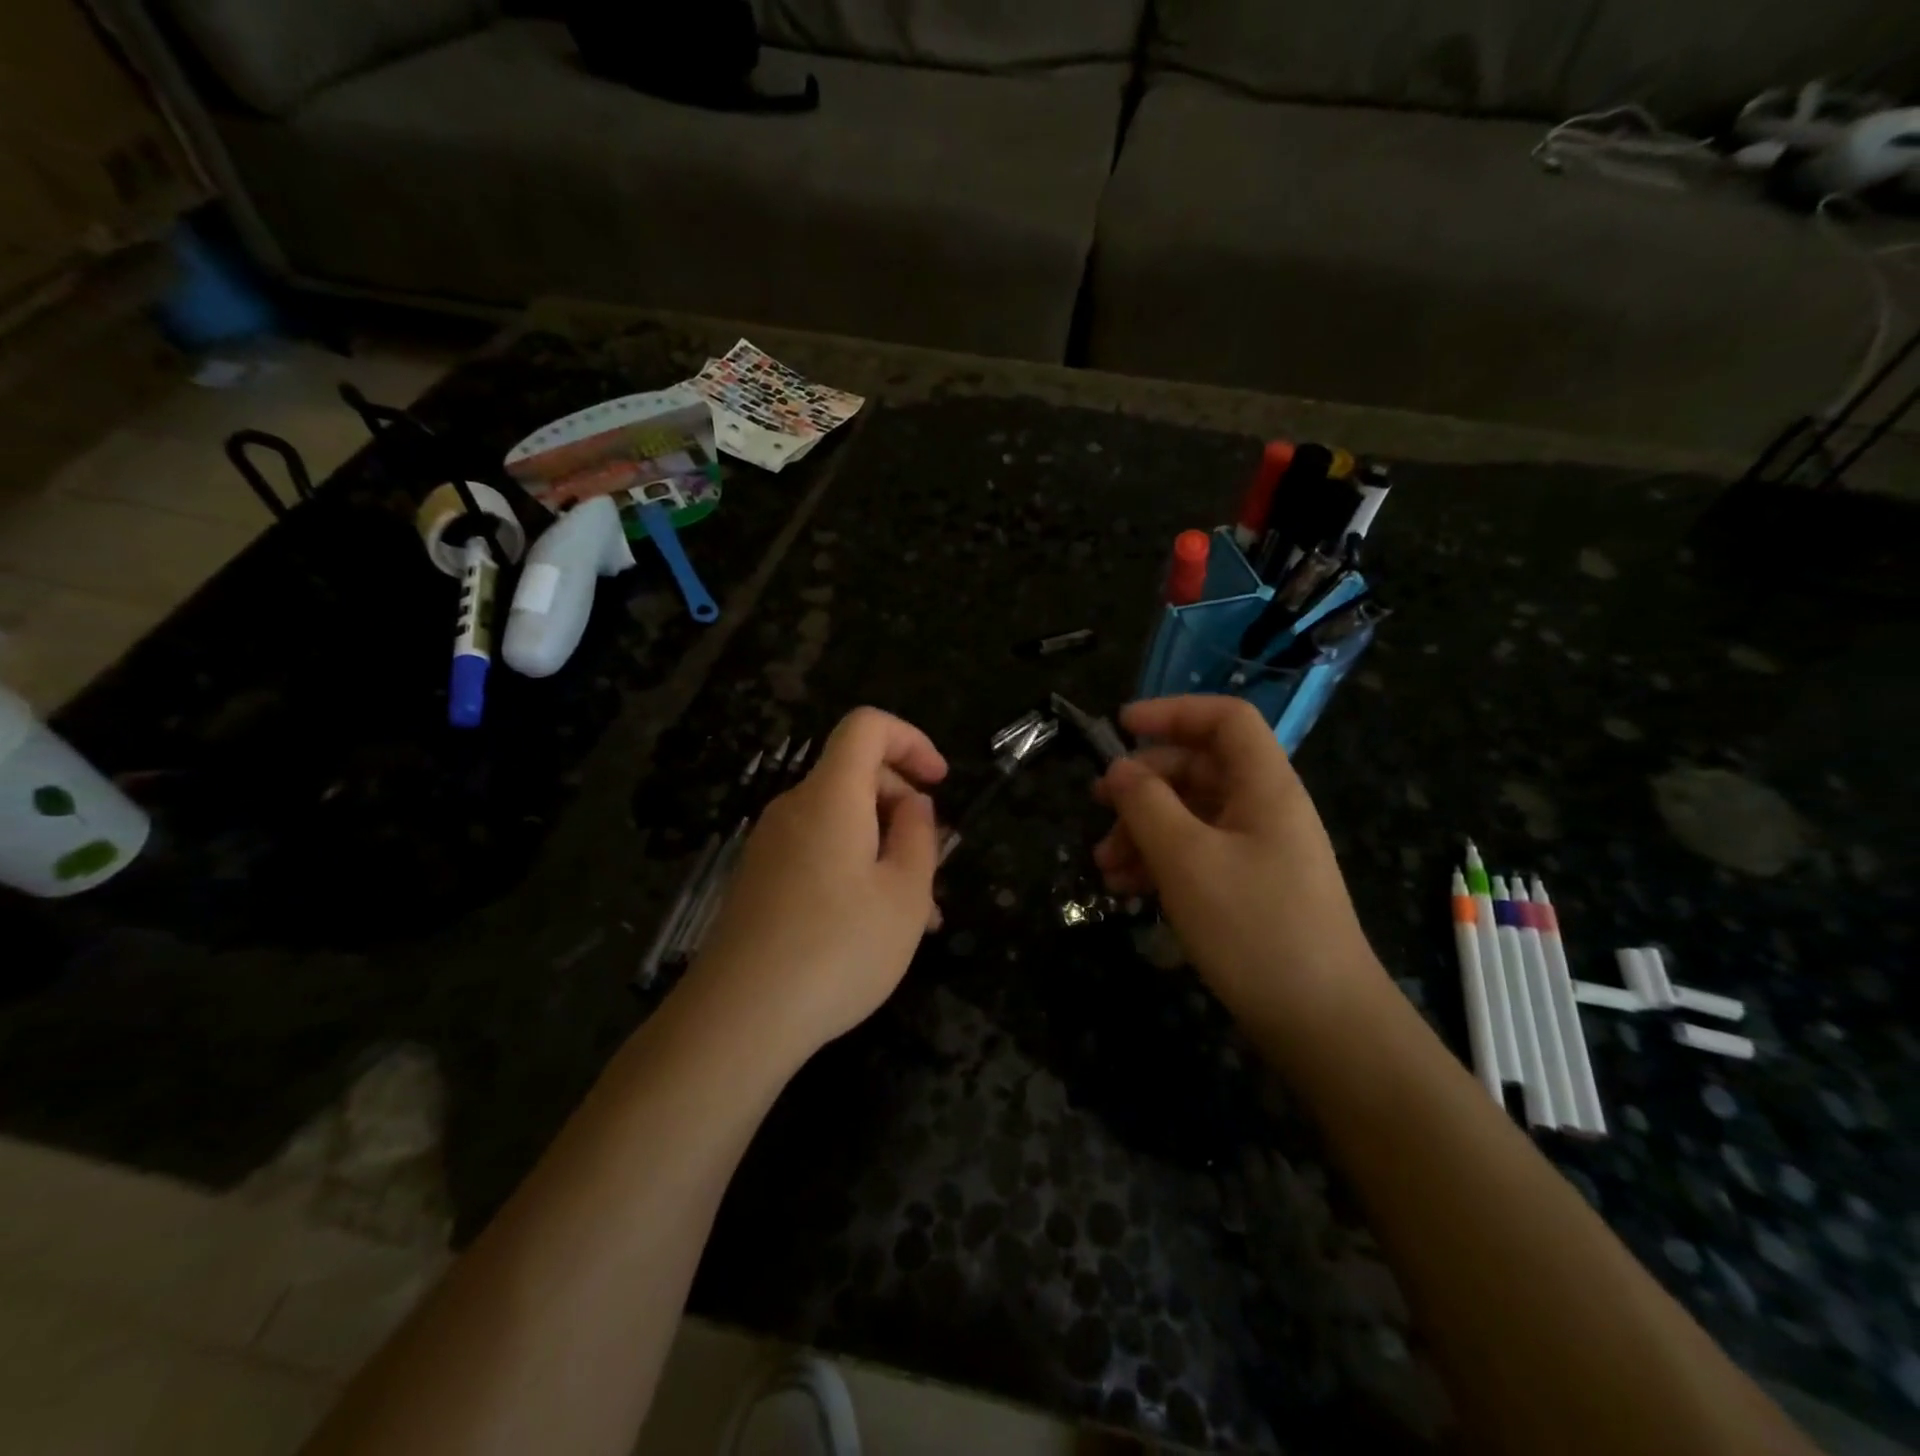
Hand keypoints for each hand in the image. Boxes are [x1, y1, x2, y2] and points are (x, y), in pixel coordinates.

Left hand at [690, 707, 947, 1062]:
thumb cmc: (837, 949)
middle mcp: (794, 809)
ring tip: (917, 915)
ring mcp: (770, 846)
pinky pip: (817, 852)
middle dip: (904, 809)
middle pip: (855, 776)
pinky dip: (854, 869)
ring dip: (884, 850)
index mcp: (831, 796)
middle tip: (935, 867)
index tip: (939, 783)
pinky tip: (872, 927)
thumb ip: (919, 836)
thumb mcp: (904, 895)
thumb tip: (913, 804)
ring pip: (841, 823)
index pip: (867, 727)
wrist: (738, 1019)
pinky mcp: (758, 881)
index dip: (911, 740)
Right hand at [1093, 696, 1385, 1044]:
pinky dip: (1160, 862)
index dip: (1173, 712)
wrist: (1322, 1023)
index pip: (1225, 719)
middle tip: (1097, 806)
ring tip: (1104, 866)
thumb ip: (1146, 804)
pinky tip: (1125, 889)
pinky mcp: (1250, 887)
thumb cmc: (1255, 927)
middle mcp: (1264, 808)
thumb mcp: (1187, 860)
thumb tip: (1117, 769)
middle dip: (1143, 784)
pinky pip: (1198, 854)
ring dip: (1142, 830)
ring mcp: (1258, 850)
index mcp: (1264, 786)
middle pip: (1198, 768)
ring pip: (1191, 815)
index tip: (1120, 726)